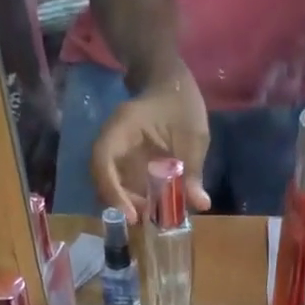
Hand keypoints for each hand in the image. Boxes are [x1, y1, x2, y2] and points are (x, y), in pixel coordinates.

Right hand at [89, 65, 212, 222]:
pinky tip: (152, 208)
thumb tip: (201, 204)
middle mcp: (112, 143)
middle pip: (104, 181)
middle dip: (122, 204)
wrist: (171, 84)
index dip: (113, 192)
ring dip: (129, 205)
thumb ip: (193, 170)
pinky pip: (123, 186)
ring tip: (151, 216)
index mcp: (122, 129)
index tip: (131, 214)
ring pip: (112, 187)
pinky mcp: (125, 164)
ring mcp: (117, 155)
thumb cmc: (181, 102)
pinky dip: (135, 200)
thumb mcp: (193, 136)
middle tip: (147, 220)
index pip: (103, 163)